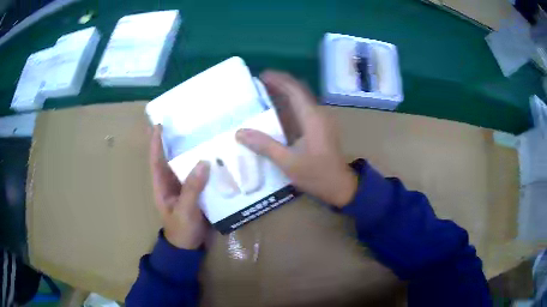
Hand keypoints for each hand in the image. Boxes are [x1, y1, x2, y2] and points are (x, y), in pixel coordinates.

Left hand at [150, 125, 209, 248]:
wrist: (190, 247)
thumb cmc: (181, 230)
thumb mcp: (185, 210)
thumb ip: (192, 188)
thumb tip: (204, 162)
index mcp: (162, 186)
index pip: (156, 160)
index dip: (156, 143)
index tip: (159, 125)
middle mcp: (172, 183)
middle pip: (172, 159)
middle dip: (175, 142)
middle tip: (185, 124)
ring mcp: (185, 187)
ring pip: (187, 166)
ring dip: (193, 152)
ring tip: (202, 135)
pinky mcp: (197, 192)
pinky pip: (200, 175)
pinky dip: (205, 166)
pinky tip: (215, 157)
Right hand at [236, 71, 357, 207]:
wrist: (340, 187)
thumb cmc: (316, 174)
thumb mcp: (288, 162)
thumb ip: (265, 145)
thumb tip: (240, 132)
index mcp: (312, 118)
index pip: (294, 90)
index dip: (279, 80)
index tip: (262, 75)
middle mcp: (318, 114)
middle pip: (299, 91)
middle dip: (280, 83)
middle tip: (259, 83)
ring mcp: (321, 121)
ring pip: (301, 99)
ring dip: (285, 93)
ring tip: (265, 93)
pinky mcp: (320, 128)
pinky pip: (303, 109)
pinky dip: (290, 105)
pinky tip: (277, 112)